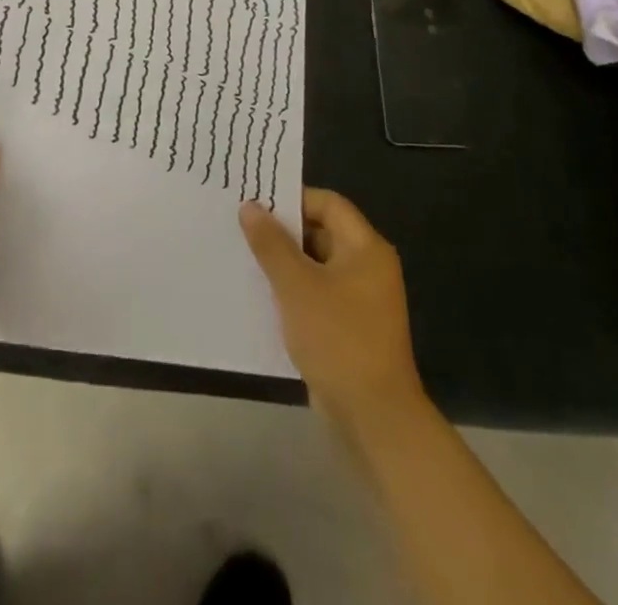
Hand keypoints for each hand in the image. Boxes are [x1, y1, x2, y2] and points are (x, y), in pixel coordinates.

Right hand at [240, 188, 422, 427]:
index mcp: (366, 249)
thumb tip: (250, 206)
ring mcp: (361, 300)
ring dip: (285, 263)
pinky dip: (293, 291)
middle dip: (284, 232)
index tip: (257, 204)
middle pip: (322, 232)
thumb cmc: (338, 339)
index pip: (328, 204)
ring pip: (316, 265)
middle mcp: (368, 268)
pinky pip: (318, 294)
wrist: (375, 418)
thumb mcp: (297, 286)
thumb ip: (271, 244)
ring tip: (245, 258)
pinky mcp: (350, 327)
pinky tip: (262, 296)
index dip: (293, 199)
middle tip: (243, 229)